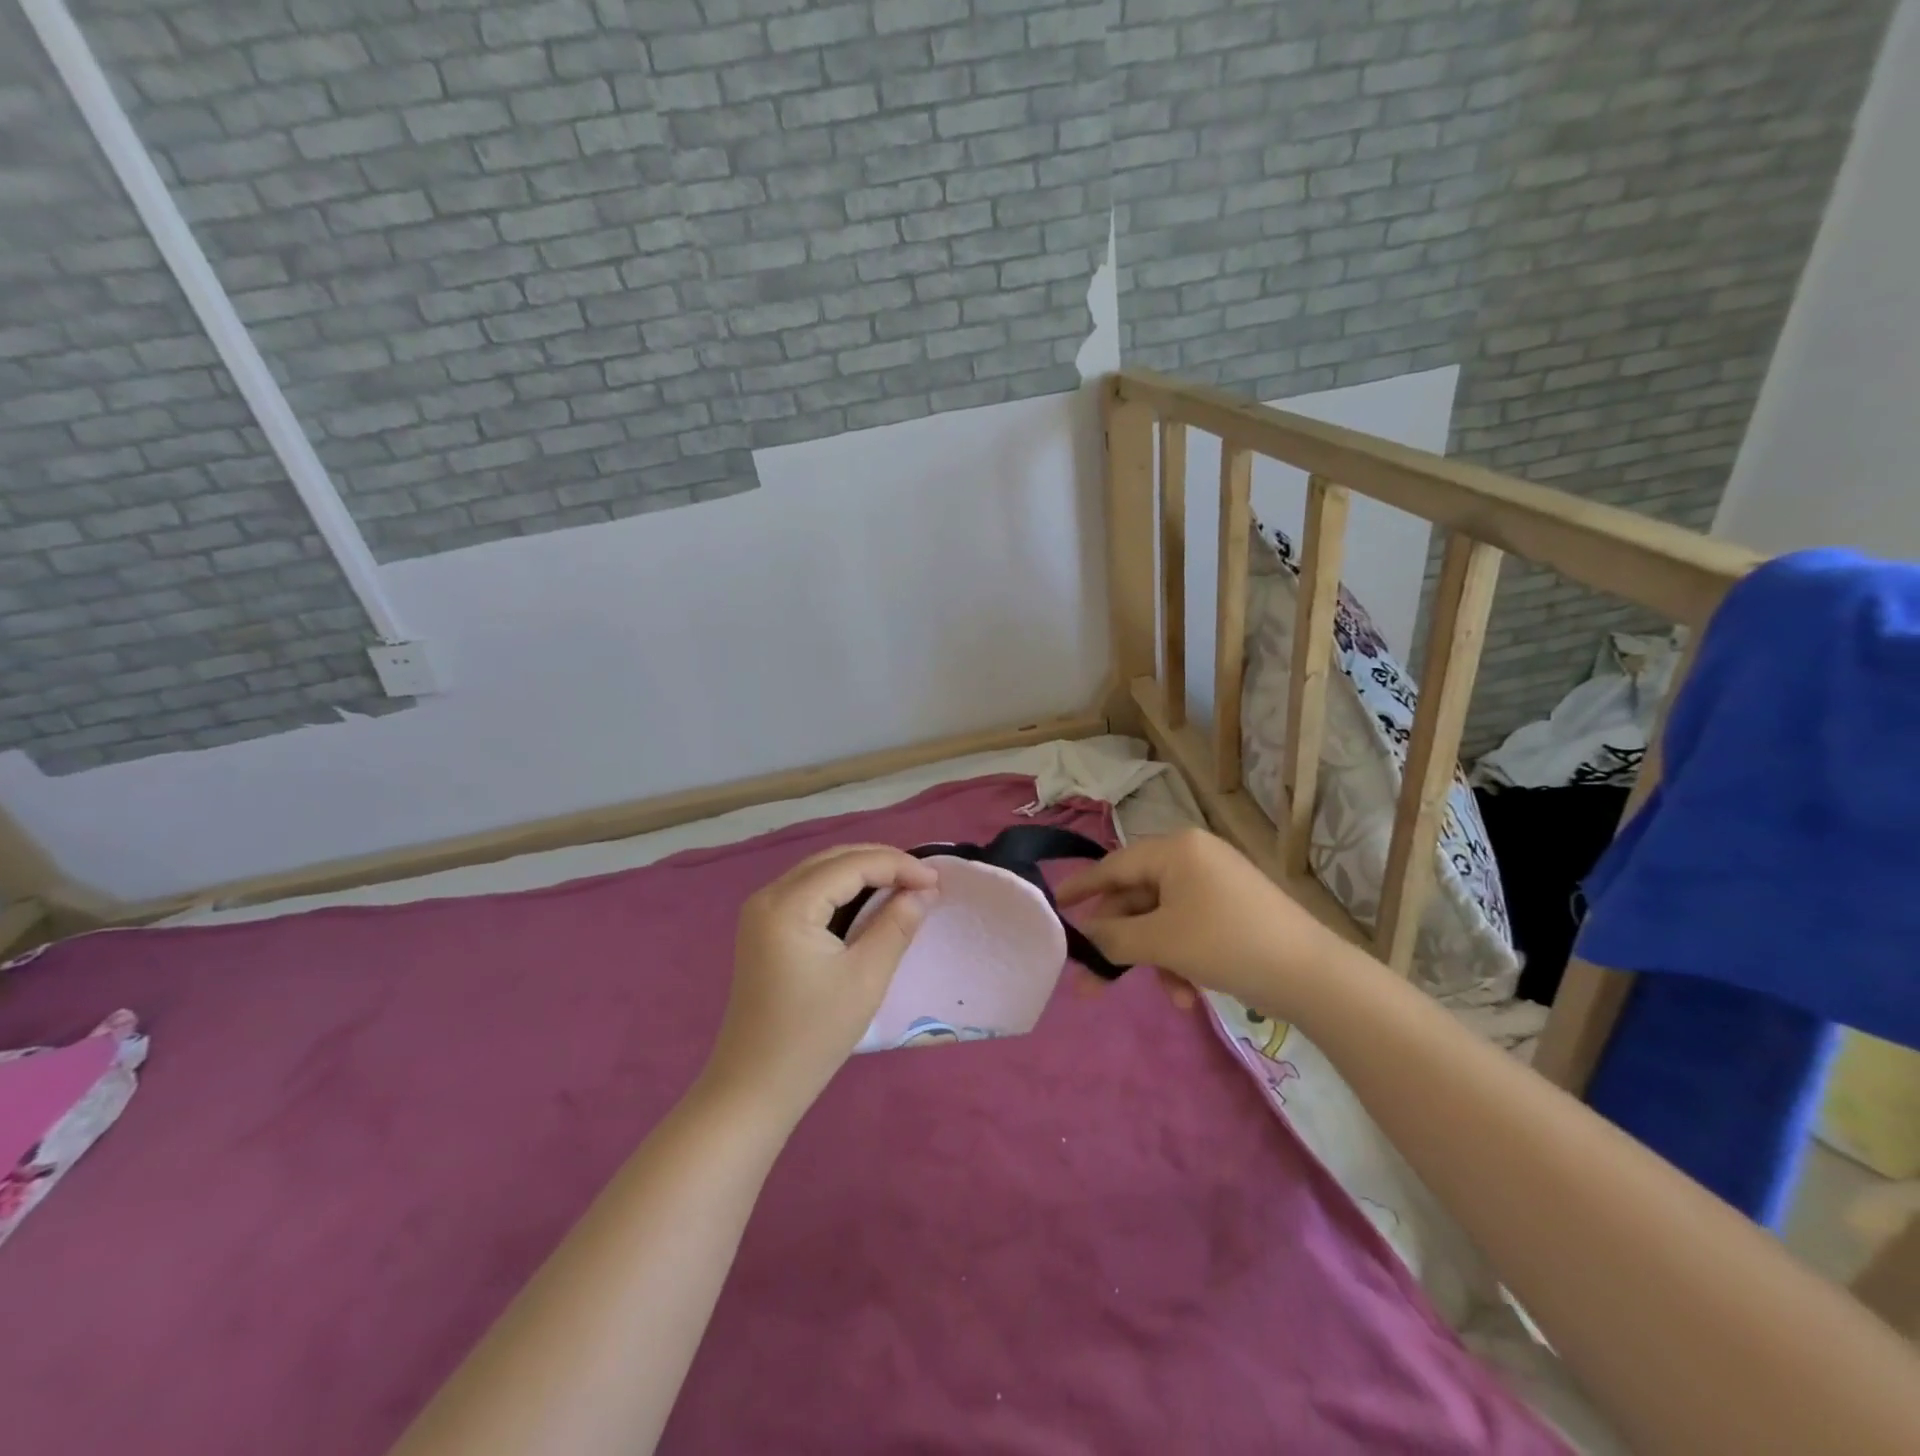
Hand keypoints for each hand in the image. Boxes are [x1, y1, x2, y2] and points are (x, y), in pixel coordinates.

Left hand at [703, 845, 938, 1117]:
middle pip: (833, 860)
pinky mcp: (764, 928)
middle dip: (882, 863)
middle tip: (924, 880)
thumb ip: (896, 926)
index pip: (851, 864)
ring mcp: (761, 912)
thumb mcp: (865, 978)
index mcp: (788, 904)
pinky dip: (844, 890)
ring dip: (864, 873)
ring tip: (906, 886)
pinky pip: (810, 891)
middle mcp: (769, 896)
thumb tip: (923, 892)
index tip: (937, 880)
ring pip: (821, 872)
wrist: (754, 1087)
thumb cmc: (812, 1036)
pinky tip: (871, 901)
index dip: (897, 865)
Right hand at [1056, 829, 1342, 1016]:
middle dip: (1120, 942)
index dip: (1081, 888)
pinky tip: (1188, 994)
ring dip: (1154, 958)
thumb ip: (1113, 937)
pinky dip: (1181, 958)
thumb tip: (1084, 935)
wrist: (1314, 977)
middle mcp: (1193, 858)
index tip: (1055, 906)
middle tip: (1092, 980)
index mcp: (1175, 849)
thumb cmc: (1227, 944)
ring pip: (1162, 919)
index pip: (1114, 865)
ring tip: (1166, 995)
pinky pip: (1188, 929)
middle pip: (1137, 897)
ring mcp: (1216, 884)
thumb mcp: (1161, 941)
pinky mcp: (1233, 911)